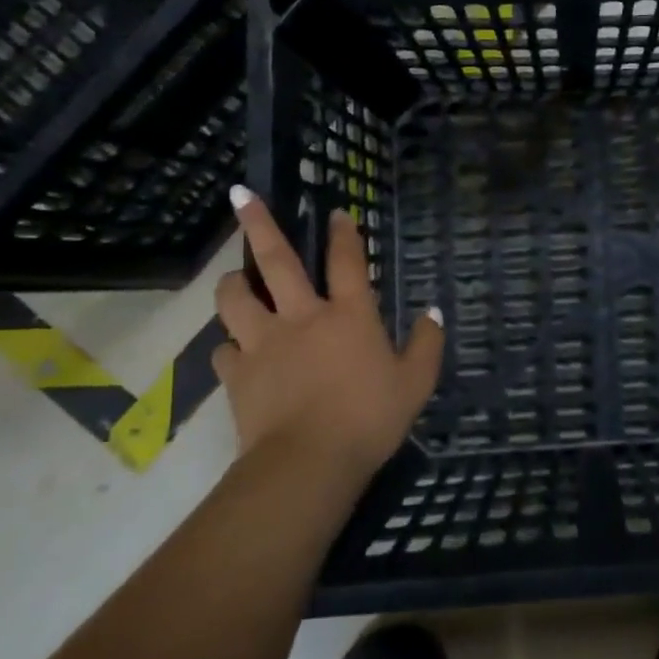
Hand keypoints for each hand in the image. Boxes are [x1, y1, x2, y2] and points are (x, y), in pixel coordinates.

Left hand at [213, 187, 443, 483]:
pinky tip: (236, 354)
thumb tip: (433, 313)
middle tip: (241, 195)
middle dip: (259, 224)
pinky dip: (230, 348)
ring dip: (233, 284)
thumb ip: (426, 344)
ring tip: (235, 280)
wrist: (308, 464)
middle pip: (275, 261)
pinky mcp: (237, 375)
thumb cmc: (370, 418)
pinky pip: (224, 352)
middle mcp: (302, 317)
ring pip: (235, 299)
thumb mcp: (416, 383)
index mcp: (349, 314)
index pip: (347, 261)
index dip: (343, 233)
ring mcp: (264, 343)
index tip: (336, 211)